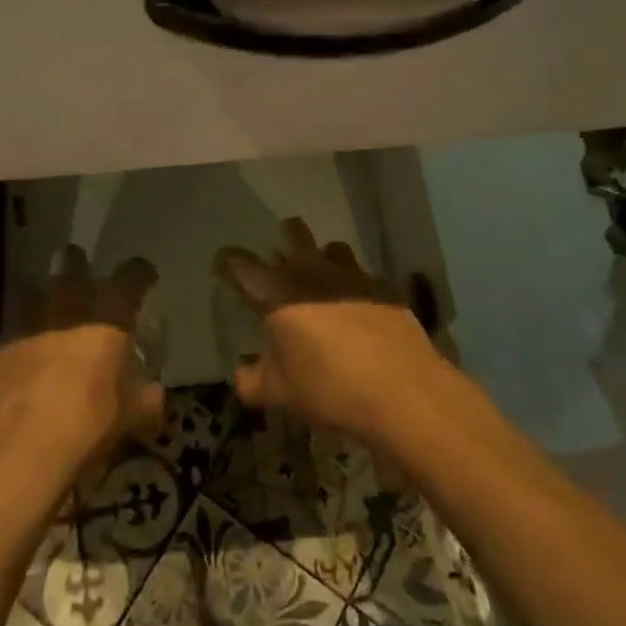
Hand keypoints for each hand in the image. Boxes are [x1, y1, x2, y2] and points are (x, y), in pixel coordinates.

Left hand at [0, 245, 163, 472]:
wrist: (16, 453)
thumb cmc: (86, 428)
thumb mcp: (129, 420)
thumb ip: (144, 401)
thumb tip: (153, 394)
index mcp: (107, 323)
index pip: (128, 282)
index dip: (138, 274)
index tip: (144, 274)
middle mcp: (67, 315)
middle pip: (71, 274)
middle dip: (76, 264)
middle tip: (77, 259)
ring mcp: (28, 330)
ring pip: (33, 294)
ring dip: (40, 292)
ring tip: (43, 295)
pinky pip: (12, 329)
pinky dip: (20, 333)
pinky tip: (22, 348)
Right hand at [215, 217, 452, 442]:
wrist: (402, 391)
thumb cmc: (329, 388)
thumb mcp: (280, 393)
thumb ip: (253, 381)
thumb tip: (241, 376)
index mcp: (277, 292)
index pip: (240, 264)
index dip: (228, 262)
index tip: (224, 266)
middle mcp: (311, 271)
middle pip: (293, 232)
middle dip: (284, 238)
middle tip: (280, 261)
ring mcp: (351, 275)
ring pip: (332, 247)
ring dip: (323, 258)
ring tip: (322, 282)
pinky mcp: (383, 287)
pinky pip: (362, 275)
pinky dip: (355, 287)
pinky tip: (358, 310)